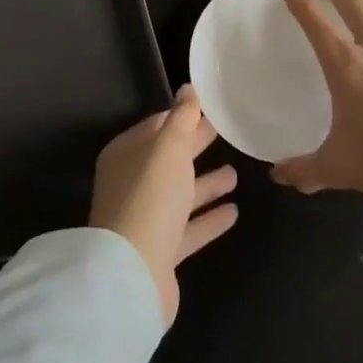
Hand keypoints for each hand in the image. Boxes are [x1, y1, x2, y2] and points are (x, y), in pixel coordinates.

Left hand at [90, 85, 237, 327]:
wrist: (133, 273)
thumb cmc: (150, 197)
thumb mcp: (168, 148)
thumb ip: (182, 118)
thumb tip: (188, 88)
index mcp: (126, 155)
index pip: (156, 127)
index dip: (181, 117)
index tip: (210, 109)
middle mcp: (132, 184)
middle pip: (169, 160)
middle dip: (195, 146)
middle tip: (226, 133)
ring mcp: (146, 219)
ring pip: (180, 195)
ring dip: (206, 184)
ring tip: (236, 173)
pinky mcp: (162, 252)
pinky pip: (189, 228)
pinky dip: (209, 218)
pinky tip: (234, 212)